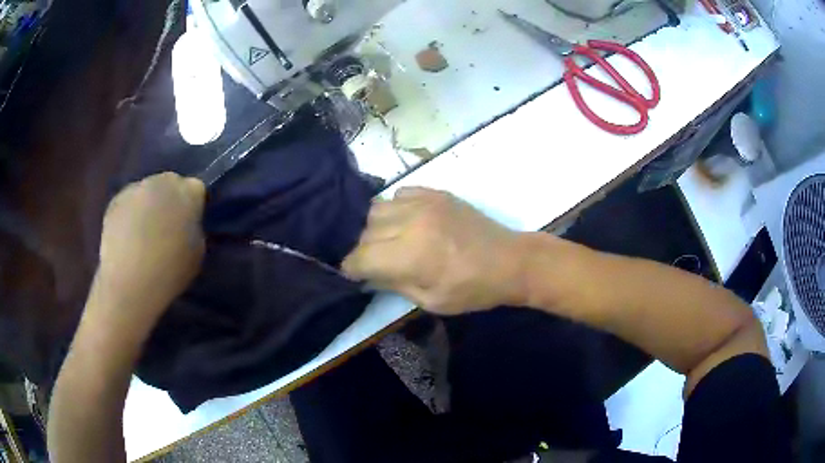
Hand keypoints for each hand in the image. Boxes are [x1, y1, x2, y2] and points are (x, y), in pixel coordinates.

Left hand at [93, 173, 205, 329]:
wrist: (129, 282)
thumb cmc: (170, 271)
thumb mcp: (197, 252)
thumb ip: (194, 228)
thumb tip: (186, 223)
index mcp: (188, 192)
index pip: (196, 189)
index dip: (193, 206)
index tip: (189, 224)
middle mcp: (162, 181)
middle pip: (170, 184)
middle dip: (170, 200)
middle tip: (167, 227)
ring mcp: (136, 188)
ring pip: (147, 191)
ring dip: (148, 206)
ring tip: (144, 234)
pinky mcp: (115, 200)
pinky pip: (128, 203)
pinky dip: (130, 214)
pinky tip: (128, 237)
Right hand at [343, 187, 528, 314]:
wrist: (510, 261)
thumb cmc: (473, 290)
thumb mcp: (431, 301)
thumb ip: (394, 285)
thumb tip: (369, 274)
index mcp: (411, 254)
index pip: (360, 256)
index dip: (351, 268)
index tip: (354, 274)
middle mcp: (411, 221)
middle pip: (364, 231)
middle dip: (363, 250)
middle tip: (375, 262)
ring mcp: (424, 202)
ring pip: (377, 208)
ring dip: (375, 227)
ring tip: (388, 240)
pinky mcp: (436, 193)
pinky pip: (399, 194)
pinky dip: (394, 208)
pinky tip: (406, 222)